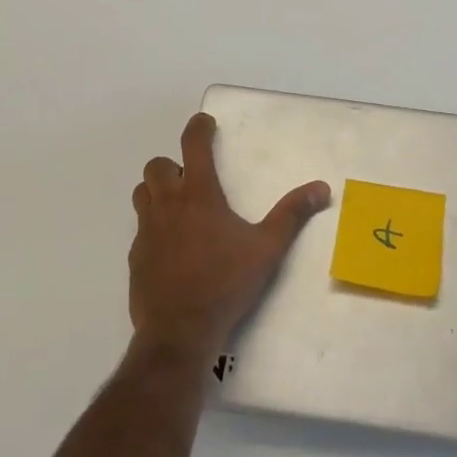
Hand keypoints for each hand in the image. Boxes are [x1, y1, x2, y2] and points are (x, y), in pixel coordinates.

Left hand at [127, 112, 331, 363]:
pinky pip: (140, 227)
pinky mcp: (135, 256)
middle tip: (193, 178)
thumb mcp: (267, 249)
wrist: (179, 333)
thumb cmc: (225, 284)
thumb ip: (292, 215)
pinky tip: (170, 245)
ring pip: (142, 192)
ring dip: (157, 190)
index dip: (198, 127)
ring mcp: (147, 231)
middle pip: (158, 166)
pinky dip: (152, 224)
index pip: (192, 144)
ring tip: (178, 205)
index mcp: (199, 194)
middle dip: (173, 164)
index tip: (205, 123)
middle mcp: (168, 204)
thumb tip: (321, 187)